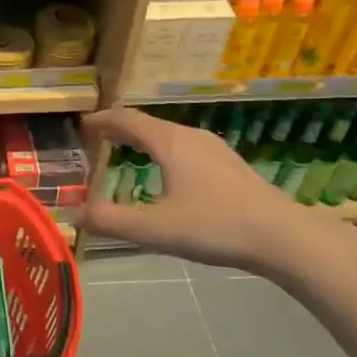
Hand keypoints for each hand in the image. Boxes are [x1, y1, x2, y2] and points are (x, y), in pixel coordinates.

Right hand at [80, 107, 349, 284]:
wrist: (285, 238)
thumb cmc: (216, 226)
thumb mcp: (155, 228)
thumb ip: (111, 221)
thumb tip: (72, 213)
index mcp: (170, 142)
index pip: (127, 119)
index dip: (102, 120)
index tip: (83, 125)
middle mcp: (191, 137)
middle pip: (148, 125)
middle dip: (121, 130)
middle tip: (99, 139)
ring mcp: (215, 150)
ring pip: (170, 136)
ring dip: (144, 141)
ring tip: (128, 153)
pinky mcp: (231, 166)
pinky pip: (186, 148)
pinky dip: (165, 151)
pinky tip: (169, 174)